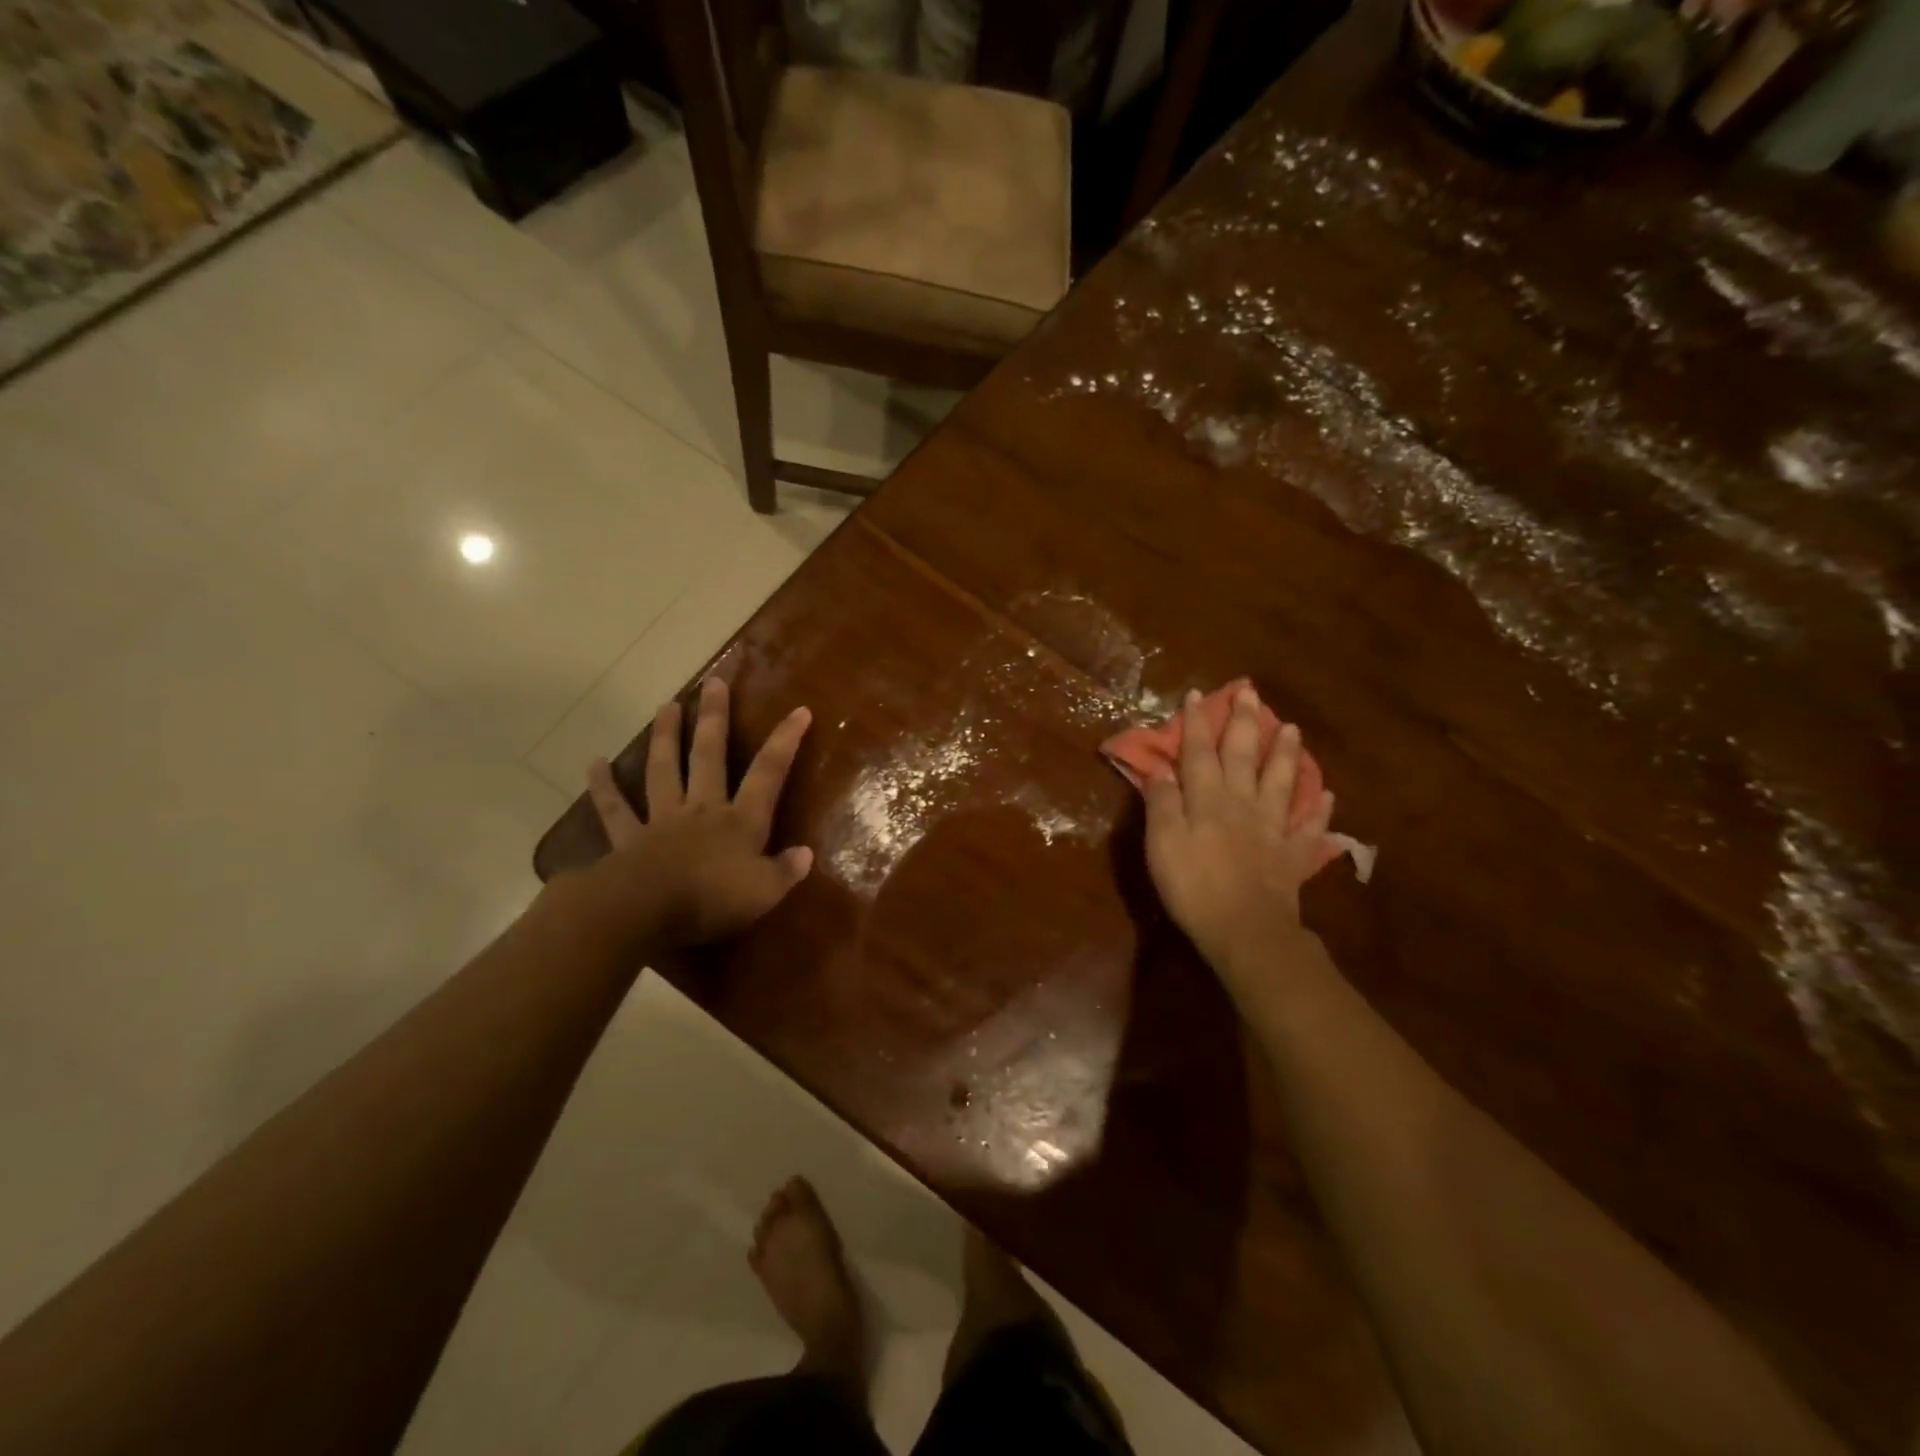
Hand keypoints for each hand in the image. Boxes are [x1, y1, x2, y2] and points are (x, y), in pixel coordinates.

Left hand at [581, 677, 812, 951]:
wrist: (645, 912)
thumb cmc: (711, 901)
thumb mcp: (763, 892)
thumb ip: (785, 872)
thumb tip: (806, 854)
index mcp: (741, 821)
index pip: (768, 773)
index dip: (785, 741)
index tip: (798, 710)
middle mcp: (703, 810)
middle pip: (710, 756)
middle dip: (714, 719)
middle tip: (713, 683)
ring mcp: (663, 820)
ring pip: (665, 770)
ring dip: (666, 737)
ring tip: (665, 706)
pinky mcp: (628, 839)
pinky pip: (614, 809)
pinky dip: (603, 787)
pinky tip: (593, 763)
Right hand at [1144, 684, 1332, 973]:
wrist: (1245, 929)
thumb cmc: (1193, 886)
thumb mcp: (1162, 843)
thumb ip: (1162, 803)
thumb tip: (1162, 768)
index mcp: (1207, 799)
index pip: (1199, 752)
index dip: (1197, 723)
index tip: (1197, 695)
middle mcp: (1242, 803)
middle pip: (1243, 756)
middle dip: (1244, 722)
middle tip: (1250, 692)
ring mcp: (1272, 828)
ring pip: (1280, 782)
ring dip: (1284, 753)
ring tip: (1291, 728)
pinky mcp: (1292, 855)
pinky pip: (1308, 828)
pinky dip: (1318, 810)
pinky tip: (1326, 795)